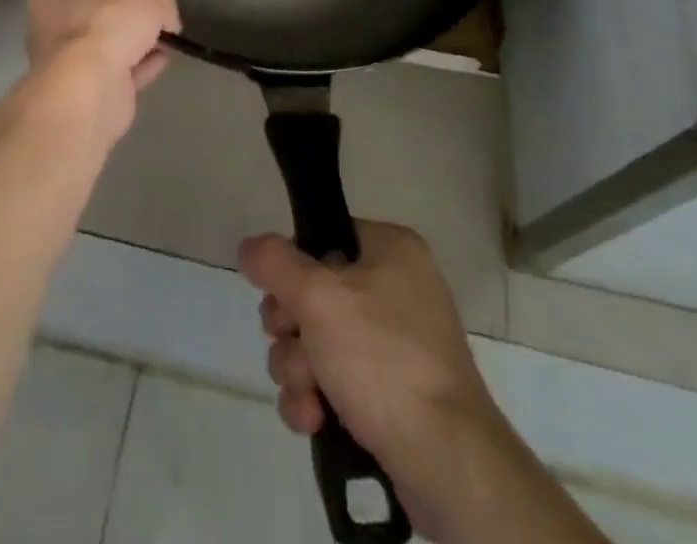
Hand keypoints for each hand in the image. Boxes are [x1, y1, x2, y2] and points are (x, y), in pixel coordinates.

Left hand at [23, 0, 178, 146]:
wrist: (92, 88)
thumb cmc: (105, 24)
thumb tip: (166, 19)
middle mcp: (50, 26)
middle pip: (95, 14)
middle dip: (124, 16)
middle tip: (155, 12)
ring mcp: (66, 64)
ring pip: (107, 46)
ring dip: (134, 44)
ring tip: (166, 37)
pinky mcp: (85, 93)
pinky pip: (118, 73)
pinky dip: (139, 67)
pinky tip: (162, 60)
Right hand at [240, 222, 509, 538]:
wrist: (445, 460)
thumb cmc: (382, 358)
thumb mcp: (319, 297)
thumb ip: (276, 263)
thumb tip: (250, 247)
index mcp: (391, 249)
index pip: (322, 237)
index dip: (293, 267)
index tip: (281, 295)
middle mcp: (396, 288)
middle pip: (313, 293)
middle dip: (292, 330)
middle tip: (299, 348)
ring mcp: (395, 343)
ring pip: (317, 341)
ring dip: (299, 370)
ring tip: (311, 396)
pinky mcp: (391, 393)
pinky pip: (335, 381)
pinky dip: (317, 399)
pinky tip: (315, 421)